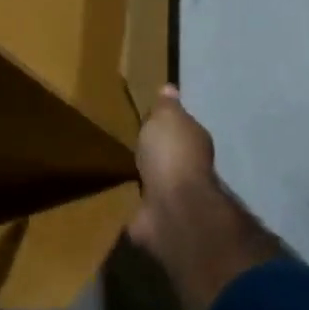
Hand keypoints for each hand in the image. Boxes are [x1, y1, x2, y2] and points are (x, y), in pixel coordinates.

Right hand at [128, 86, 282, 309]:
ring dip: (144, 181)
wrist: (172, 207)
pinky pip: (141, 207)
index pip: (180, 130)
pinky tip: (115, 198)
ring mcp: (173, 198)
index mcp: (193, 143)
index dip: (166, 126)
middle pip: (168, 158)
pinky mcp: (156, 221)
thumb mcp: (167, 119)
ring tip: (119, 171)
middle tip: (130, 146)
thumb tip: (170, 88)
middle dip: (154, 155)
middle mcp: (188, 171)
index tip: (148, 122)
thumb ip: (167, 106)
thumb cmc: (171, 155)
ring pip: (155, 184)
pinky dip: (133, 204)